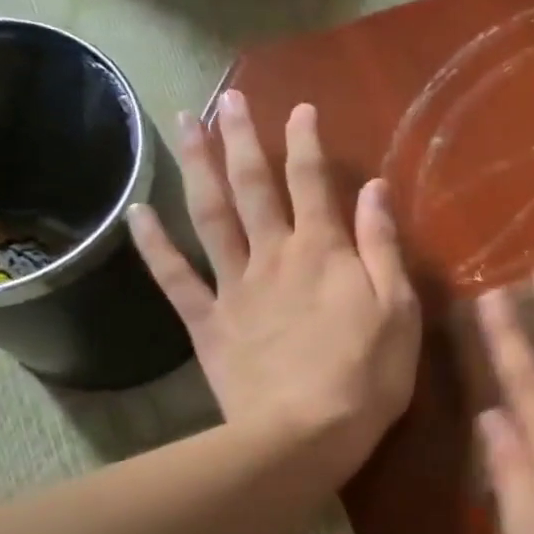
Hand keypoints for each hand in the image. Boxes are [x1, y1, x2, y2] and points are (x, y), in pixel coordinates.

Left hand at [128, 91, 420, 483]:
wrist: (305, 434)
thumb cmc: (367, 374)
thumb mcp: (398, 308)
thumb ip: (382, 246)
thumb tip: (374, 189)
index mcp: (323, 251)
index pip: (312, 182)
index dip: (305, 141)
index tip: (299, 108)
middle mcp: (274, 256)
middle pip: (253, 186)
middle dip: (242, 138)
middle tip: (226, 99)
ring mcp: (235, 288)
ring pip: (211, 216)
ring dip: (197, 167)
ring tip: (184, 124)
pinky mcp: (208, 323)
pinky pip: (175, 277)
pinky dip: (153, 244)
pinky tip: (135, 212)